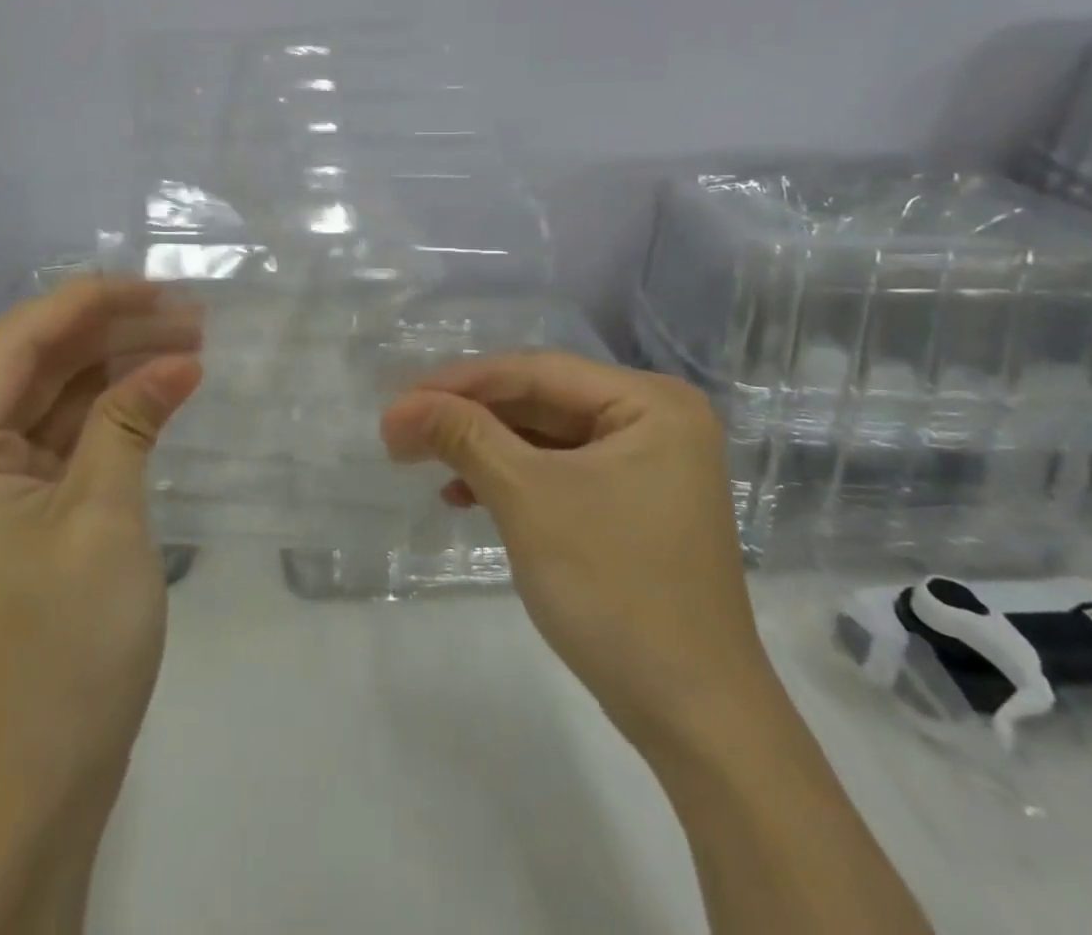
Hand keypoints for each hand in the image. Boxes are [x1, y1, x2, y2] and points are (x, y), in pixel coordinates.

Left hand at [0, 276, 201, 795]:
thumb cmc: (60, 649)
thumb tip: (180, 356)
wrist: (34, 788)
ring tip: (188, 344)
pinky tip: (160, 394)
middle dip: (110, 331)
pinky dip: (111, 414)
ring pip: (54, 400)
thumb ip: (132, 421)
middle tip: (189, 314)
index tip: (158, 285)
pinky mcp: (21, 516)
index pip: (17, 342)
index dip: (88, 301)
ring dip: (116, 368)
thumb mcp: (103, 518)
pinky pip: (65, 441)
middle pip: (36, 365)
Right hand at [379, 353, 770, 749]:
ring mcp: (646, 465)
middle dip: (468, 416)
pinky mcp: (630, 505)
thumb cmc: (615, 589)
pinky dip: (509, 479)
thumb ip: (463, 436)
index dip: (460, 382)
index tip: (398, 400)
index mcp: (650, 403)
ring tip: (420, 459)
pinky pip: (558, 471)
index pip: (536, 372)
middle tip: (402, 429)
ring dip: (482, 447)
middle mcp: (654, 421)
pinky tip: (462, 494)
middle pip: (540, 400)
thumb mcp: (528, 499)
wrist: (693, 718)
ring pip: (543, 436)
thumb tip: (399, 405)